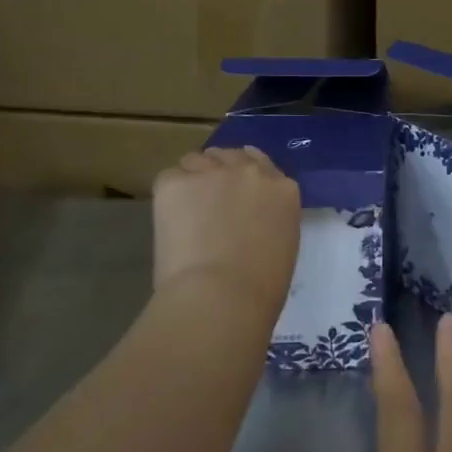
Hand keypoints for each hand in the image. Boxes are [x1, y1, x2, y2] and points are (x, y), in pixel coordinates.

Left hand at [151, 146, 300, 318]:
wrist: (221, 295)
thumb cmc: (261, 288)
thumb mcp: (283, 245)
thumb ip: (270, 221)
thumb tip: (250, 224)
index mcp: (283, 190)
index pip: (262, 165)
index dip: (245, 178)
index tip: (235, 194)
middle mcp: (251, 172)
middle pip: (230, 156)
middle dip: (220, 172)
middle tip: (208, 199)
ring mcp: (213, 173)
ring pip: (197, 161)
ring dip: (193, 179)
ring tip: (184, 210)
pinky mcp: (176, 183)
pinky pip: (169, 178)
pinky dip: (168, 196)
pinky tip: (169, 220)